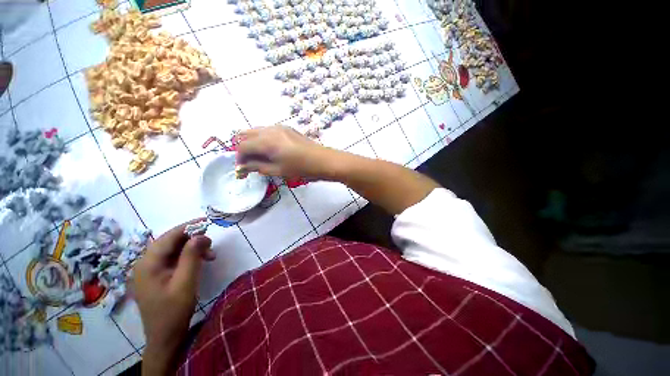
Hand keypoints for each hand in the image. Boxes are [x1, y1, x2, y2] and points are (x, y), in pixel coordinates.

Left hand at [132, 220, 214, 374]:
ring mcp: (151, 271)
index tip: (207, 221)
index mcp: (148, 264)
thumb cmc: (174, 310)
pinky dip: (188, 257)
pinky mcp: (158, 276)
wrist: (165, 336)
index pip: (168, 237)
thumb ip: (191, 256)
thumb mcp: (185, 282)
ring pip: (173, 250)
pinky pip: (174, 259)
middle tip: (211, 241)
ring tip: (210, 254)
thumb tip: (200, 235)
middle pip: (170, 242)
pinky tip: (201, 261)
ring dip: (192, 248)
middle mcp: (146, 264)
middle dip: (192, 238)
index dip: (187, 227)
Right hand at [236, 125, 336, 179]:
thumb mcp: (277, 170)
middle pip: (246, 134)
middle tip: (249, 163)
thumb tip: (241, 168)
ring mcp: (279, 127)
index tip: (242, 171)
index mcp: (266, 141)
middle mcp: (270, 129)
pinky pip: (268, 131)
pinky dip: (263, 139)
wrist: (323, 161)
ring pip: (257, 131)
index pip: (243, 146)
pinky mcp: (287, 128)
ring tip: (259, 158)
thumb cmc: (301, 168)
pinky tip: (270, 151)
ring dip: (253, 143)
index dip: (239, 159)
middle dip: (243, 148)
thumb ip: (257, 167)